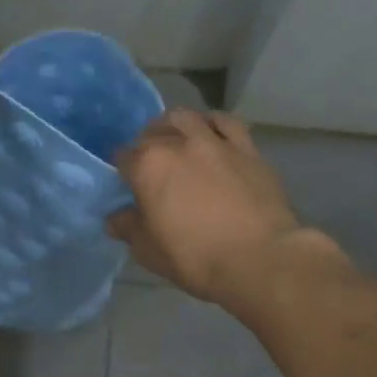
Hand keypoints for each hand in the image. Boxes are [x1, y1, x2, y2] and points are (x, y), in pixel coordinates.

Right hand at [109, 111, 326, 307]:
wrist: (260, 258)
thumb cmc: (195, 257)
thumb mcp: (148, 251)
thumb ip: (128, 228)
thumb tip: (116, 218)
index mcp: (148, 166)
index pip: (123, 157)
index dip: (121, 170)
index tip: (125, 184)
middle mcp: (178, 144)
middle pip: (152, 133)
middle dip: (145, 145)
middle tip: (149, 165)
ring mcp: (215, 142)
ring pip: (187, 118)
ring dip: (174, 125)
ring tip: (176, 140)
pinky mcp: (247, 149)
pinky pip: (226, 123)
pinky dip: (212, 123)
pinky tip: (211, 133)